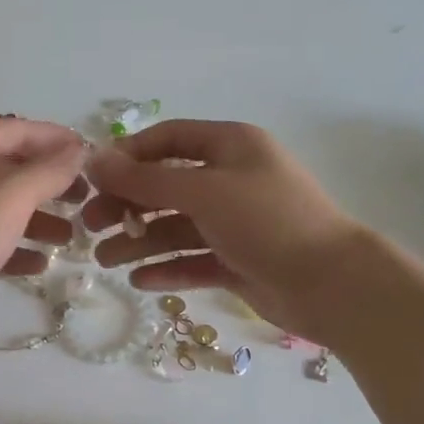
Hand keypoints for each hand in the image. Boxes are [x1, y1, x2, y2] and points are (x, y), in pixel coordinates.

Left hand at [0, 118, 88, 333]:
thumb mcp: (11, 198)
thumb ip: (49, 171)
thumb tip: (78, 149)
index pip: (22, 130)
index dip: (60, 141)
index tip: (95, 159)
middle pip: (11, 167)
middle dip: (51, 184)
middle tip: (86, 201)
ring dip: (36, 218)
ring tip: (70, 238)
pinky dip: (12, 244)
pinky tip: (39, 264)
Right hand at [82, 121, 366, 344]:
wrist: (333, 285)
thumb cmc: (267, 221)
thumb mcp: (203, 191)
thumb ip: (145, 179)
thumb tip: (94, 160)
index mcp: (230, 147)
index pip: (168, 139)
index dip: (128, 156)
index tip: (94, 179)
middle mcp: (231, 180)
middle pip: (165, 186)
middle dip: (126, 204)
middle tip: (90, 225)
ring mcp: (234, 223)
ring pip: (175, 227)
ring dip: (139, 241)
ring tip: (105, 261)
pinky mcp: (237, 261)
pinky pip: (192, 260)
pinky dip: (166, 268)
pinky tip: (139, 281)